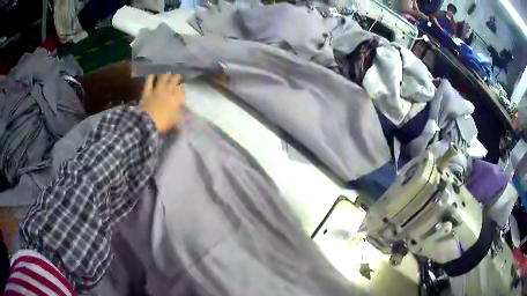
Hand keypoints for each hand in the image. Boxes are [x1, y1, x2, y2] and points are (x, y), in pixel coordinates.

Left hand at [140, 74, 184, 132]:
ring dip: (166, 75)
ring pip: (163, 79)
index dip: (183, 87)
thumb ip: (179, 114)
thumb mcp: (175, 121)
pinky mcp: (148, 92)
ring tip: (167, 72)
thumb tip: (183, 111)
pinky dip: (151, 77)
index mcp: (176, 99)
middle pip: (174, 81)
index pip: (182, 90)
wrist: (148, 123)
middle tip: (178, 74)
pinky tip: (152, 73)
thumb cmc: (163, 123)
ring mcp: (157, 90)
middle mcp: (168, 92)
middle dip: (177, 77)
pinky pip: (149, 82)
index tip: (184, 85)